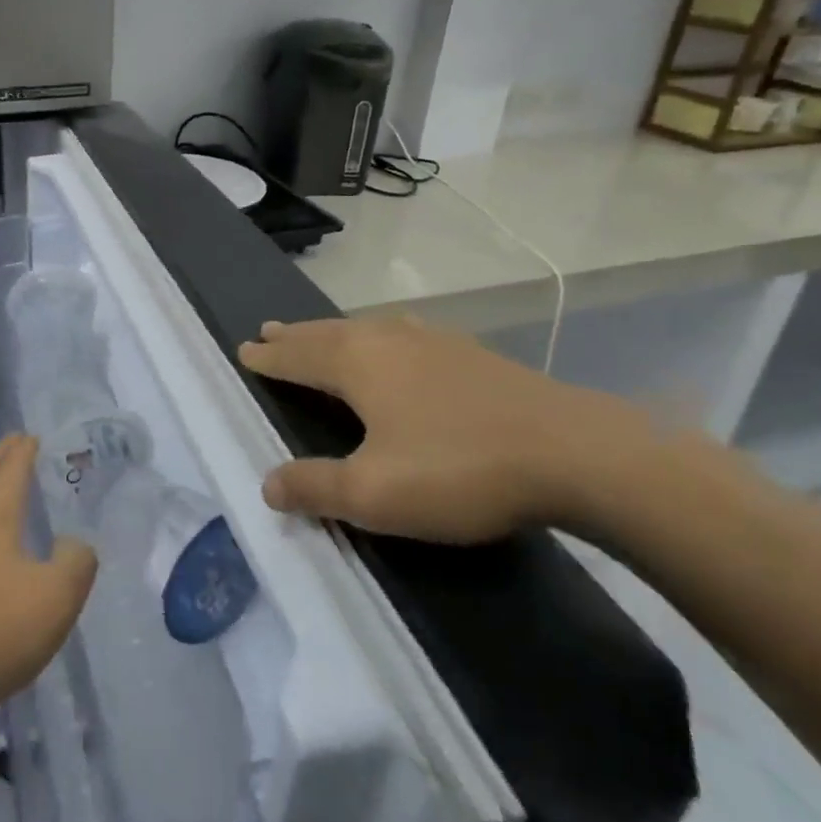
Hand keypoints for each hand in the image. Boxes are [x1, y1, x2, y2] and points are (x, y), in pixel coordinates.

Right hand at [237, 317, 648, 541]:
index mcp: (359, 364)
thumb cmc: (460, 470)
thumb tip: (266, 483)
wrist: (575, 454)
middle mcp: (390, 340)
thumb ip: (315, 486)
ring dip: (335, 332)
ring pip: (368, 329)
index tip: (245, 349)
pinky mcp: (473, 355)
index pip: (299, 356)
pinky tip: (399, 343)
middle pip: (329, 333)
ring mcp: (436, 342)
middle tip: (269, 330)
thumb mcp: (375, 492)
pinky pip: (404, 335)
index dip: (270, 356)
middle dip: (296, 336)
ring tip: (321, 334)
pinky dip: (379, 337)